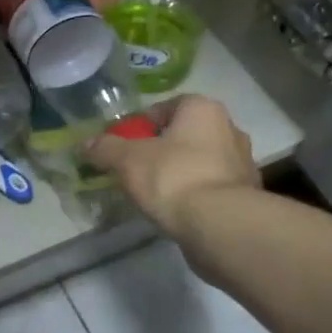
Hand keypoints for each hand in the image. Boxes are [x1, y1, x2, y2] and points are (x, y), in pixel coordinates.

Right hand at [84, 94, 260, 234]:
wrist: (220, 225)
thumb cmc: (173, 177)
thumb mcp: (127, 160)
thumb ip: (105, 148)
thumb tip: (85, 144)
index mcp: (203, 109)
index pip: (166, 107)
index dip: (141, 125)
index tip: (125, 145)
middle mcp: (229, 128)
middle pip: (184, 134)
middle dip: (161, 149)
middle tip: (136, 168)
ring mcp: (242, 163)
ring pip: (199, 161)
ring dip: (179, 172)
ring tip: (154, 193)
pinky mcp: (246, 195)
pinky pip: (211, 186)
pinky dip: (194, 194)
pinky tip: (176, 210)